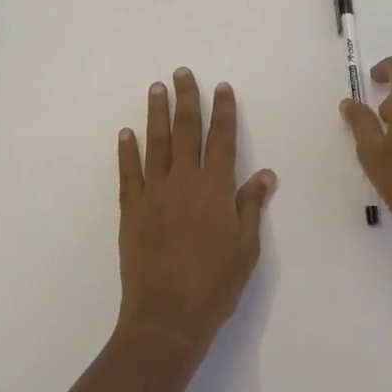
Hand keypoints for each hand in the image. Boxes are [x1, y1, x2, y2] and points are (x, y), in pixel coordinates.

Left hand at [117, 68, 276, 357]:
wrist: (166, 319)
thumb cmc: (215, 285)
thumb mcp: (246, 248)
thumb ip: (251, 206)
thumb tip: (265, 173)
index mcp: (216, 189)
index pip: (222, 139)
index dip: (223, 111)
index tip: (221, 87)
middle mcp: (185, 182)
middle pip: (187, 131)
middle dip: (186, 99)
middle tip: (182, 72)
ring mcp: (154, 194)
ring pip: (156, 143)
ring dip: (157, 113)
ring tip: (156, 88)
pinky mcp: (131, 210)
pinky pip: (128, 173)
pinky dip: (127, 151)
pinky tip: (126, 132)